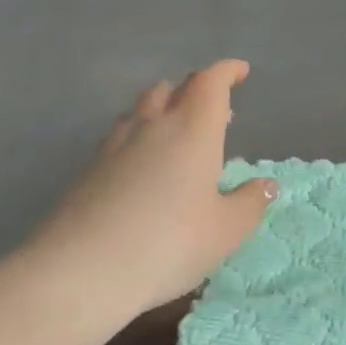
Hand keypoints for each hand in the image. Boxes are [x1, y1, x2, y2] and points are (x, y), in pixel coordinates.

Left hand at [24, 60, 277, 335]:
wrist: (77, 273)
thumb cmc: (168, 244)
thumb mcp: (225, 231)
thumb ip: (250, 203)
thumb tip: (267, 185)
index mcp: (193, 130)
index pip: (211, 83)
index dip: (227, 71)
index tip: (240, 71)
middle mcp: (153, 127)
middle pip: (172, 89)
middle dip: (195, 90)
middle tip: (214, 109)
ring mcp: (114, 147)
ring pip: (141, 110)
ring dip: (162, 110)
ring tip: (176, 132)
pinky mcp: (87, 171)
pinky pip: (119, 137)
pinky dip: (138, 138)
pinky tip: (142, 166)